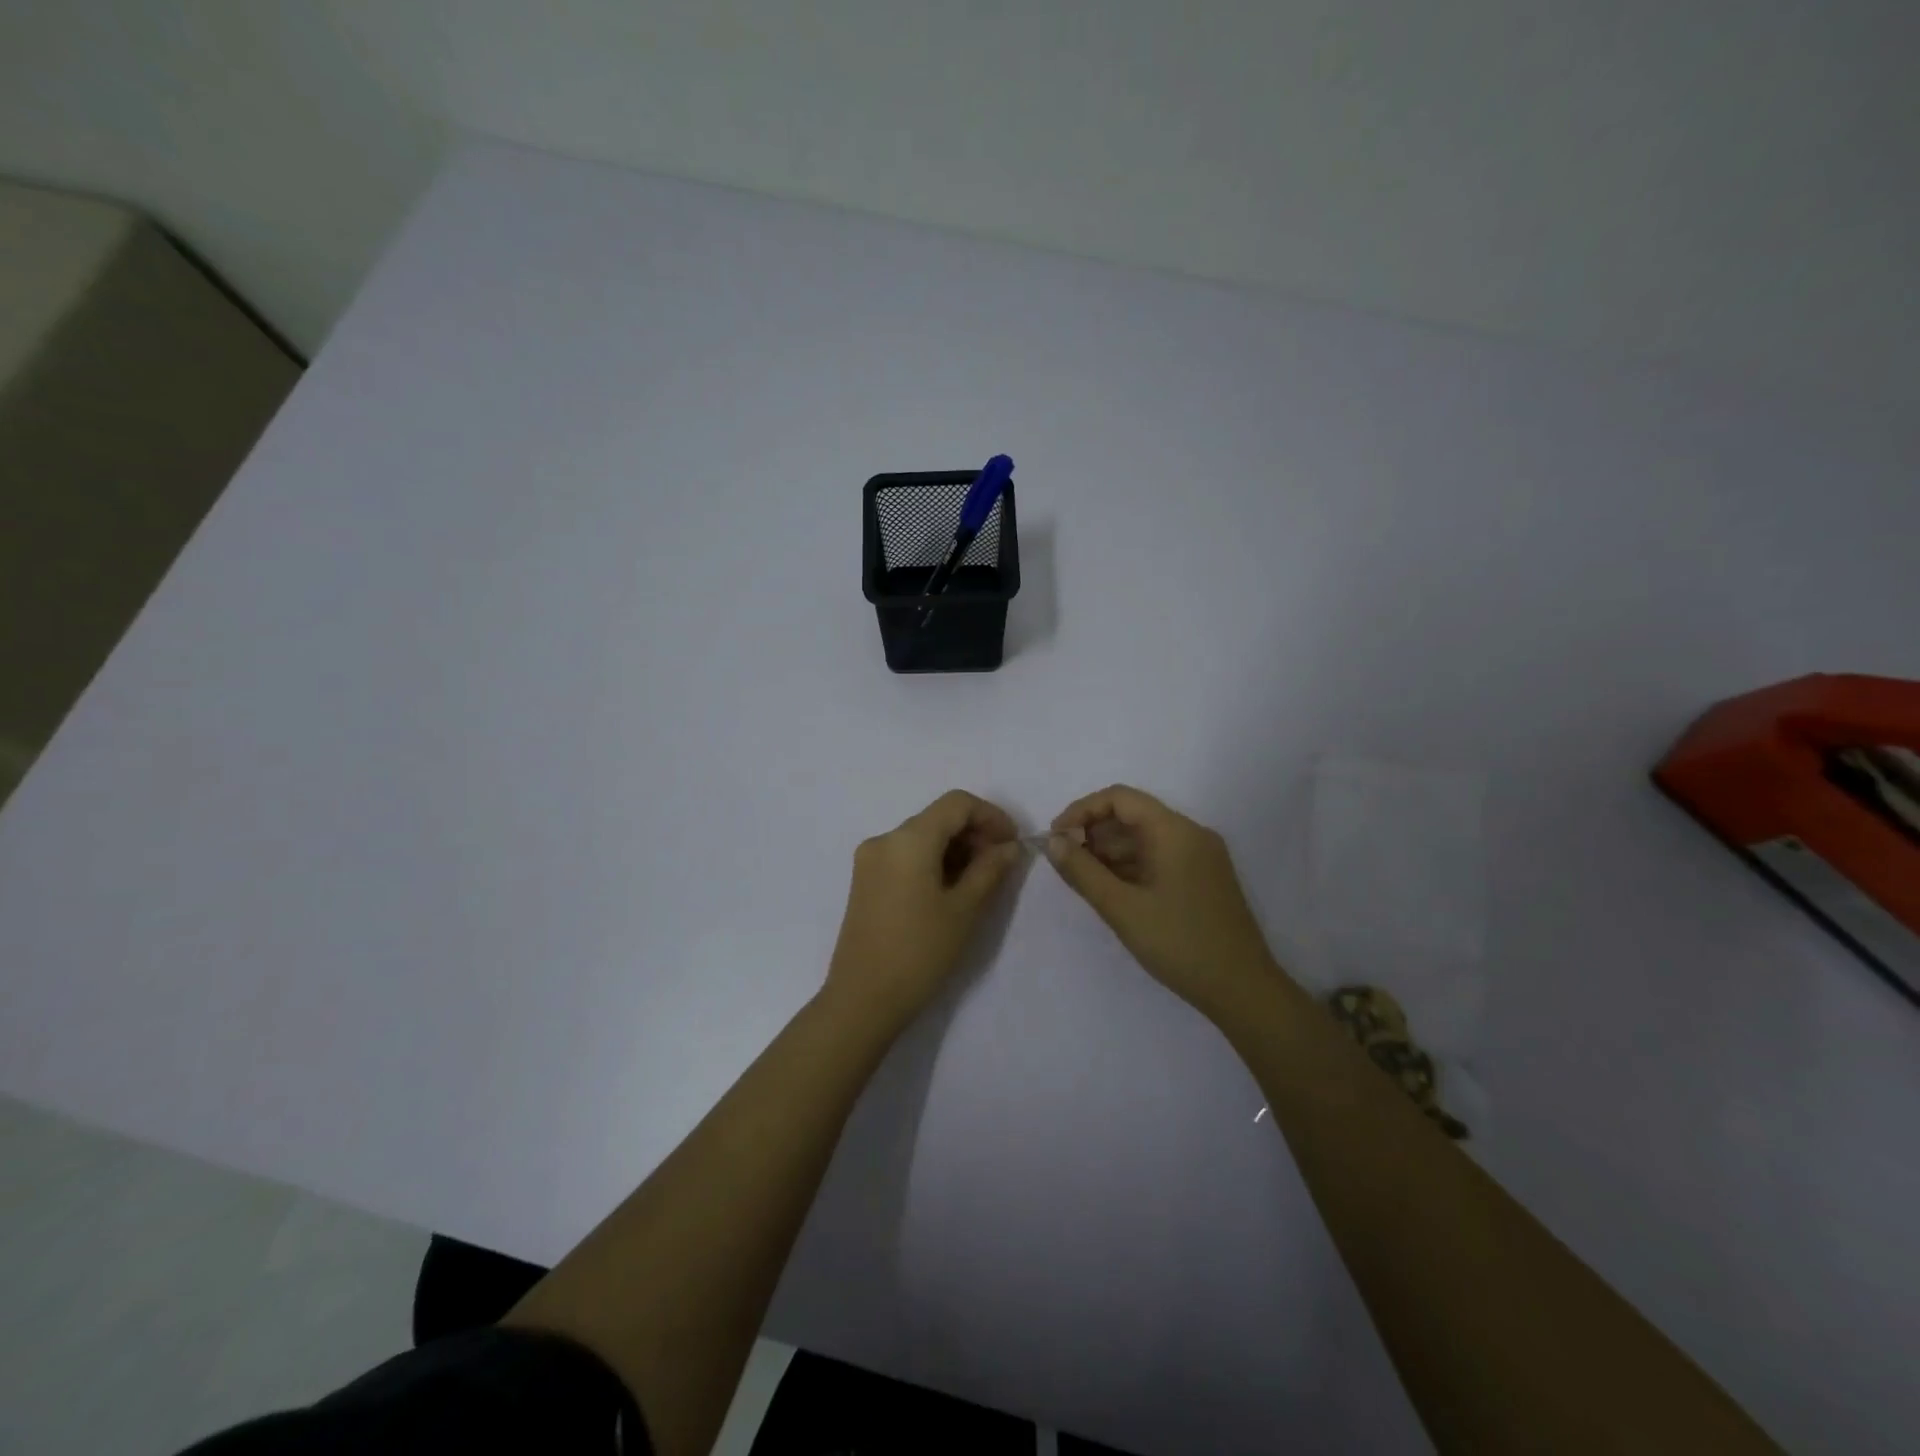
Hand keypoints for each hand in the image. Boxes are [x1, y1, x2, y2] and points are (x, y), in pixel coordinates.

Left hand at [825, 790, 1023, 1025]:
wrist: (862, 1000)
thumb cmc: (919, 952)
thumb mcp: (964, 910)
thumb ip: (990, 869)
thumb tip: (1010, 847)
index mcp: (908, 839)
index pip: (957, 804)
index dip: (991, 816)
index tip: (1013, 844)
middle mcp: (884, 839)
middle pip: (937, 818)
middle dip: (973, 833)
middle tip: (1001, 865)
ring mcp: (869, 860)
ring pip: (921, 836)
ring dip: (954, 848)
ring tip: (980, 881)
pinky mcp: (864, 880)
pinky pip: (905, 855)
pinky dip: (932, 861)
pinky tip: (950, 889)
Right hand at [1046, 785, 1279, 1017]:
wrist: (1242, 989)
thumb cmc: (1179, 943)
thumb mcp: (1122, 908)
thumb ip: (1082, 871)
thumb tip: (1053, 842)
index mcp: (1175, 831)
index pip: (1120, 798)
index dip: (1082, 810)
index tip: (1056, 837)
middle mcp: (1191, 834)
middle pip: (1133, 815)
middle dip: (1094, 832)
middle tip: (1065, 861)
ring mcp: (1201, 856)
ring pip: (1146, 837)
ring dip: (1111, 851)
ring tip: (1082, 878)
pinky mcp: (1204, 877)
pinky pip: (1160, 856)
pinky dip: (1132, 865)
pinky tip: (1111, 888)